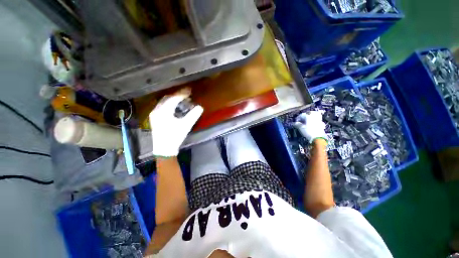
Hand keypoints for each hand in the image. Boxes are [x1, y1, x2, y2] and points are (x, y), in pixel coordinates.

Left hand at [149, 89, 203, 156]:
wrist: (164, 149)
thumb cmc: (175, 137)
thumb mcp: (186, 126)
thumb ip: (193, 115)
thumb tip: (200, 107)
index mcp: (163, 111)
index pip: (173, 98)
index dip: (182, 94)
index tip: (190, 91)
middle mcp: (157, 110)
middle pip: (167, 98)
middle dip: (177, 95)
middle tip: (187, 95)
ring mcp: (154, 114)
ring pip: (164, 102)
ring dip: (173, 99)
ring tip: (182, 100)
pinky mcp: (155, 118)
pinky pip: (162, 107)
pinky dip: (170, 104)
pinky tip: (175, 107)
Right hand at [294, 111, 326, 143]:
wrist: (318, 138)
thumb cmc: (308, 132)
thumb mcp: (301, 128)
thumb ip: (297, 124)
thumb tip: (295, 123)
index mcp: (308, 117)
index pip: (302, 115)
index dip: (298, 118)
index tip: (296, 121)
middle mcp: (314, 117)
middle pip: (310, 112)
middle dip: (306, 114)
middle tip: (303, 118)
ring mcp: (319, 120)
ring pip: (316, 115)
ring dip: (312, 116)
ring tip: (308, 119)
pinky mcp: (322, 124)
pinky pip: (318, 120)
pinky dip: (315, 120)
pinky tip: (313, 123)